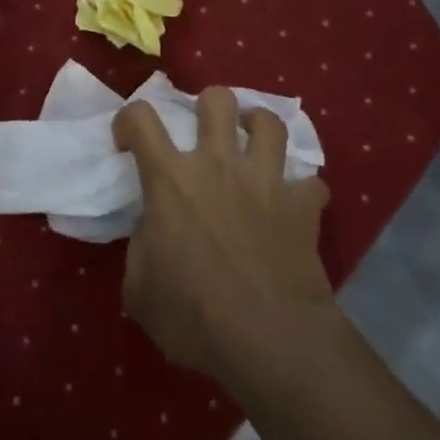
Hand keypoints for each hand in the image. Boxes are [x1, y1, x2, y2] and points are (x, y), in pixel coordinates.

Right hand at [114, 88, 335, 385]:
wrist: (270, 339)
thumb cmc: (194, 316)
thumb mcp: (140, 290)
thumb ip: (140, 247)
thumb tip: (152, 231)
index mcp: (171, 180)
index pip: (141, 118)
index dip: (129, 121)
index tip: (129, 144)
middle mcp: (218, 164)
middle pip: (216, 100)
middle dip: (207, 106)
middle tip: (204, 132)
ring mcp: (266, 179)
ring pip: (269, 122)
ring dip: (258, 127)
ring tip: (252, 143)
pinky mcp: (302, 205)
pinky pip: (310, 182)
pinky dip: (302, 189)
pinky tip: (294, 201)